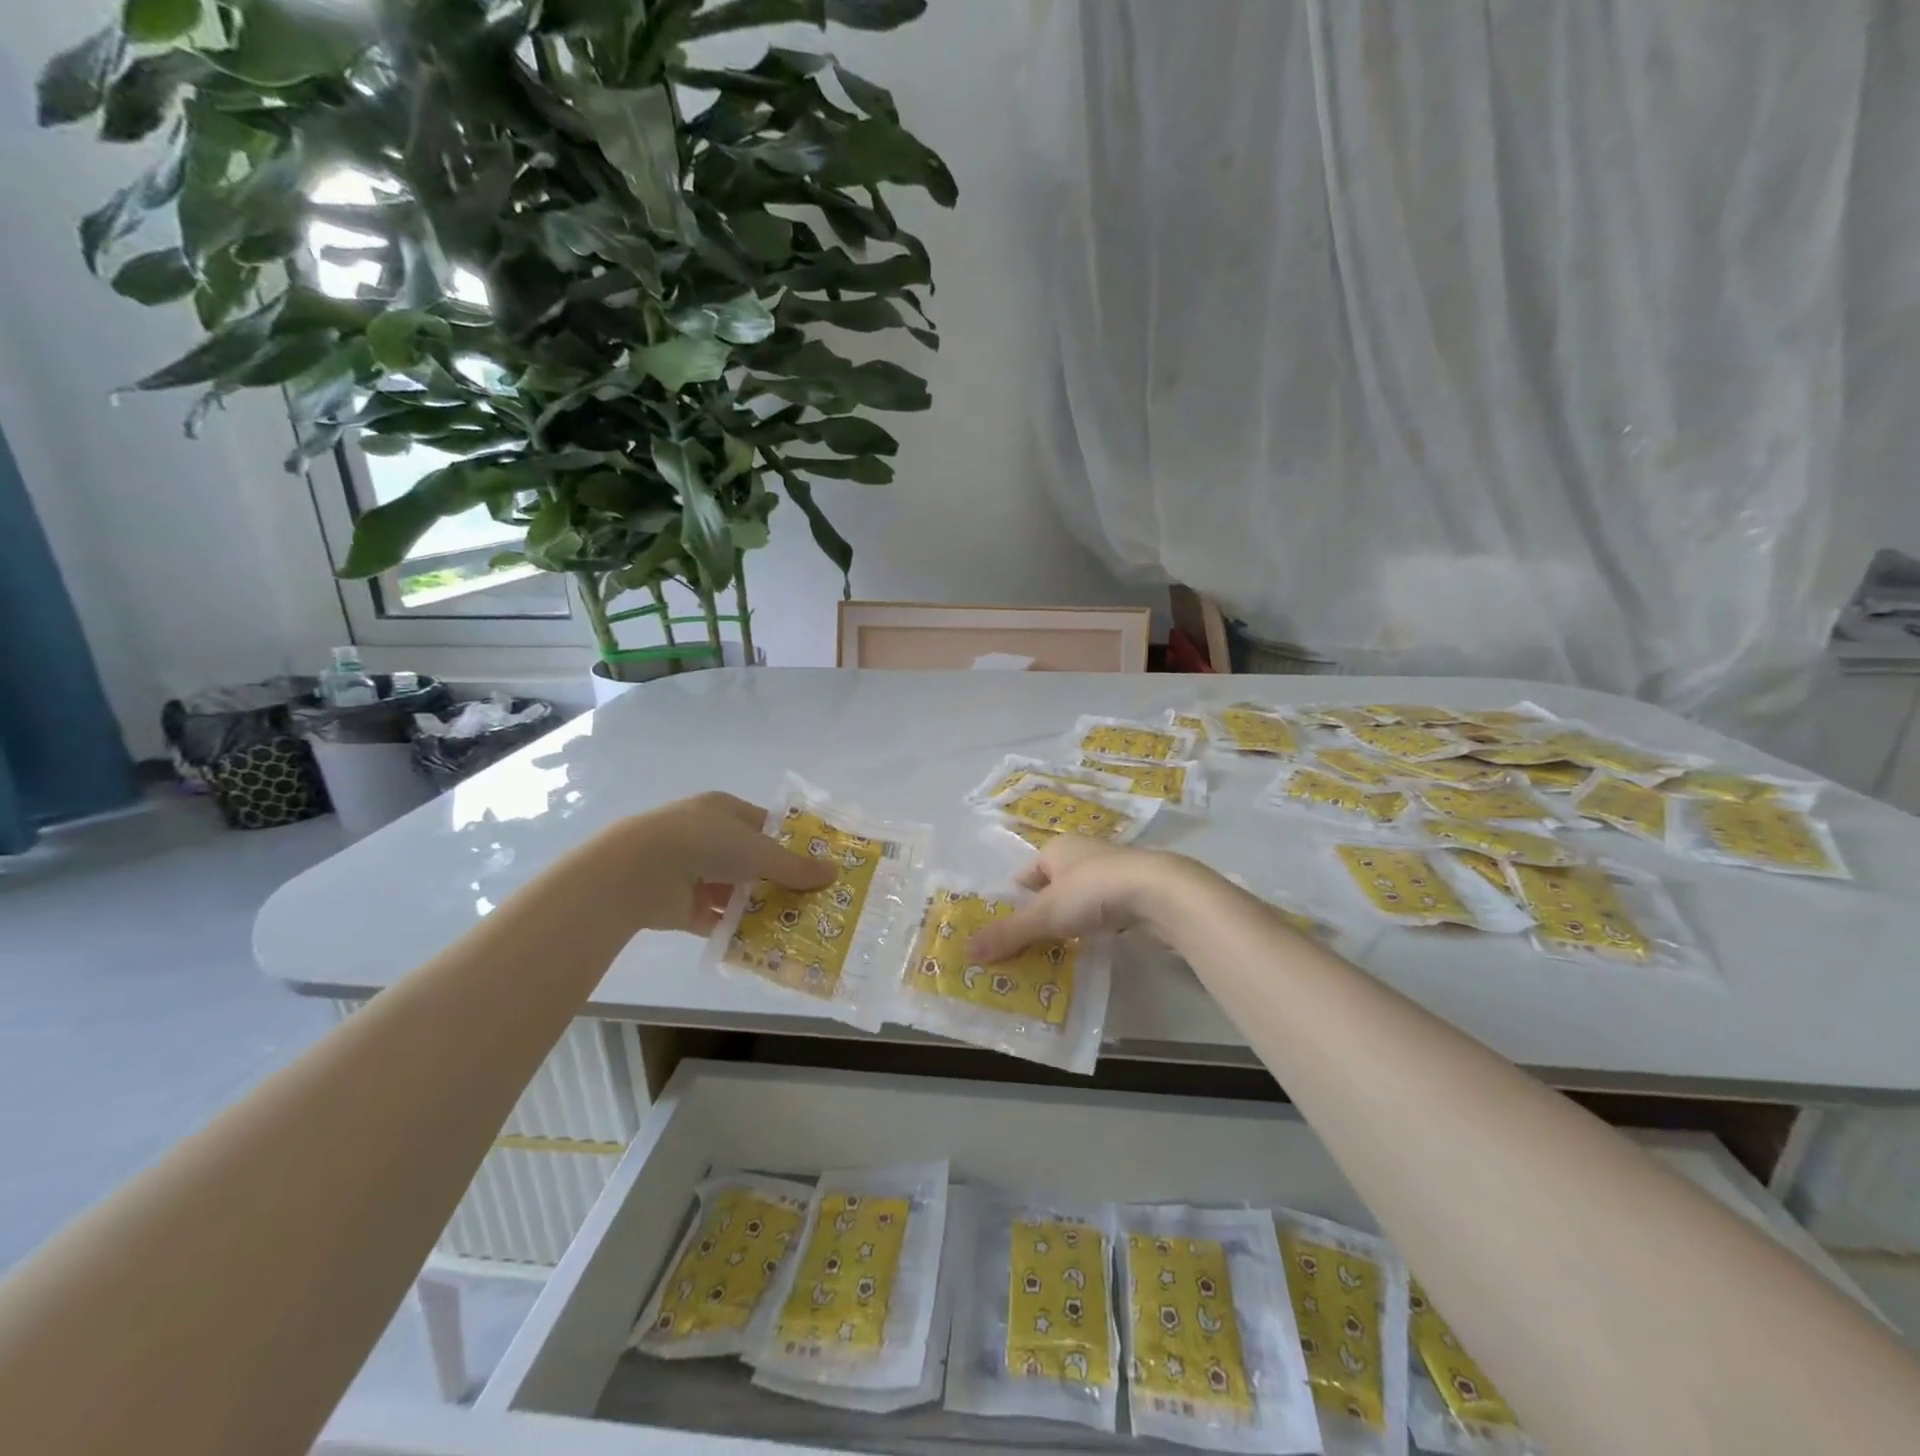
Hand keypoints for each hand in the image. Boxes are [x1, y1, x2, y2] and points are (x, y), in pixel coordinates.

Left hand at [597, 792, 835, 935]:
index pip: (765, 825)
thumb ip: (795, 867)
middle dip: (778, 880)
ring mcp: (691, 871)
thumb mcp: (758, 851)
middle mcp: (707, 837)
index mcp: (723, 810)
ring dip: (758, 906)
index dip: (790, 844)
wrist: (638, 870)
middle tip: (811, 900)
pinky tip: (762, 942)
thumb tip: (834, 873)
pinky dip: (735, 928)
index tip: (816, 865)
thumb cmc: (705, 842)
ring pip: (734, 890)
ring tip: (793, 925)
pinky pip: (716, 917)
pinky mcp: (679, 904)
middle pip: (751, 860)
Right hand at [967, 837, 1211, 961]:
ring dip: (1072, 921)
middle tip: (1029, 948)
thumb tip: (966, 951)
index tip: (1007, 931)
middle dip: (1043, 914)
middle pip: (1054, 887)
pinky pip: (1107, 910)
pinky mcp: (1138, 890)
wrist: (1160, 893)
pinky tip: (1095, 947)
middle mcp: (1085, 852)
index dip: (1016, 901)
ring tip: (1059, 953)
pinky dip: (1098, 926)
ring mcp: (1114, 870)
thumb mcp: (1046, 915)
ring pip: (1082, 899)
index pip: (1026, 874)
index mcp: (1058, 847)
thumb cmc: (1093, 891)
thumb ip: (1009, 933)